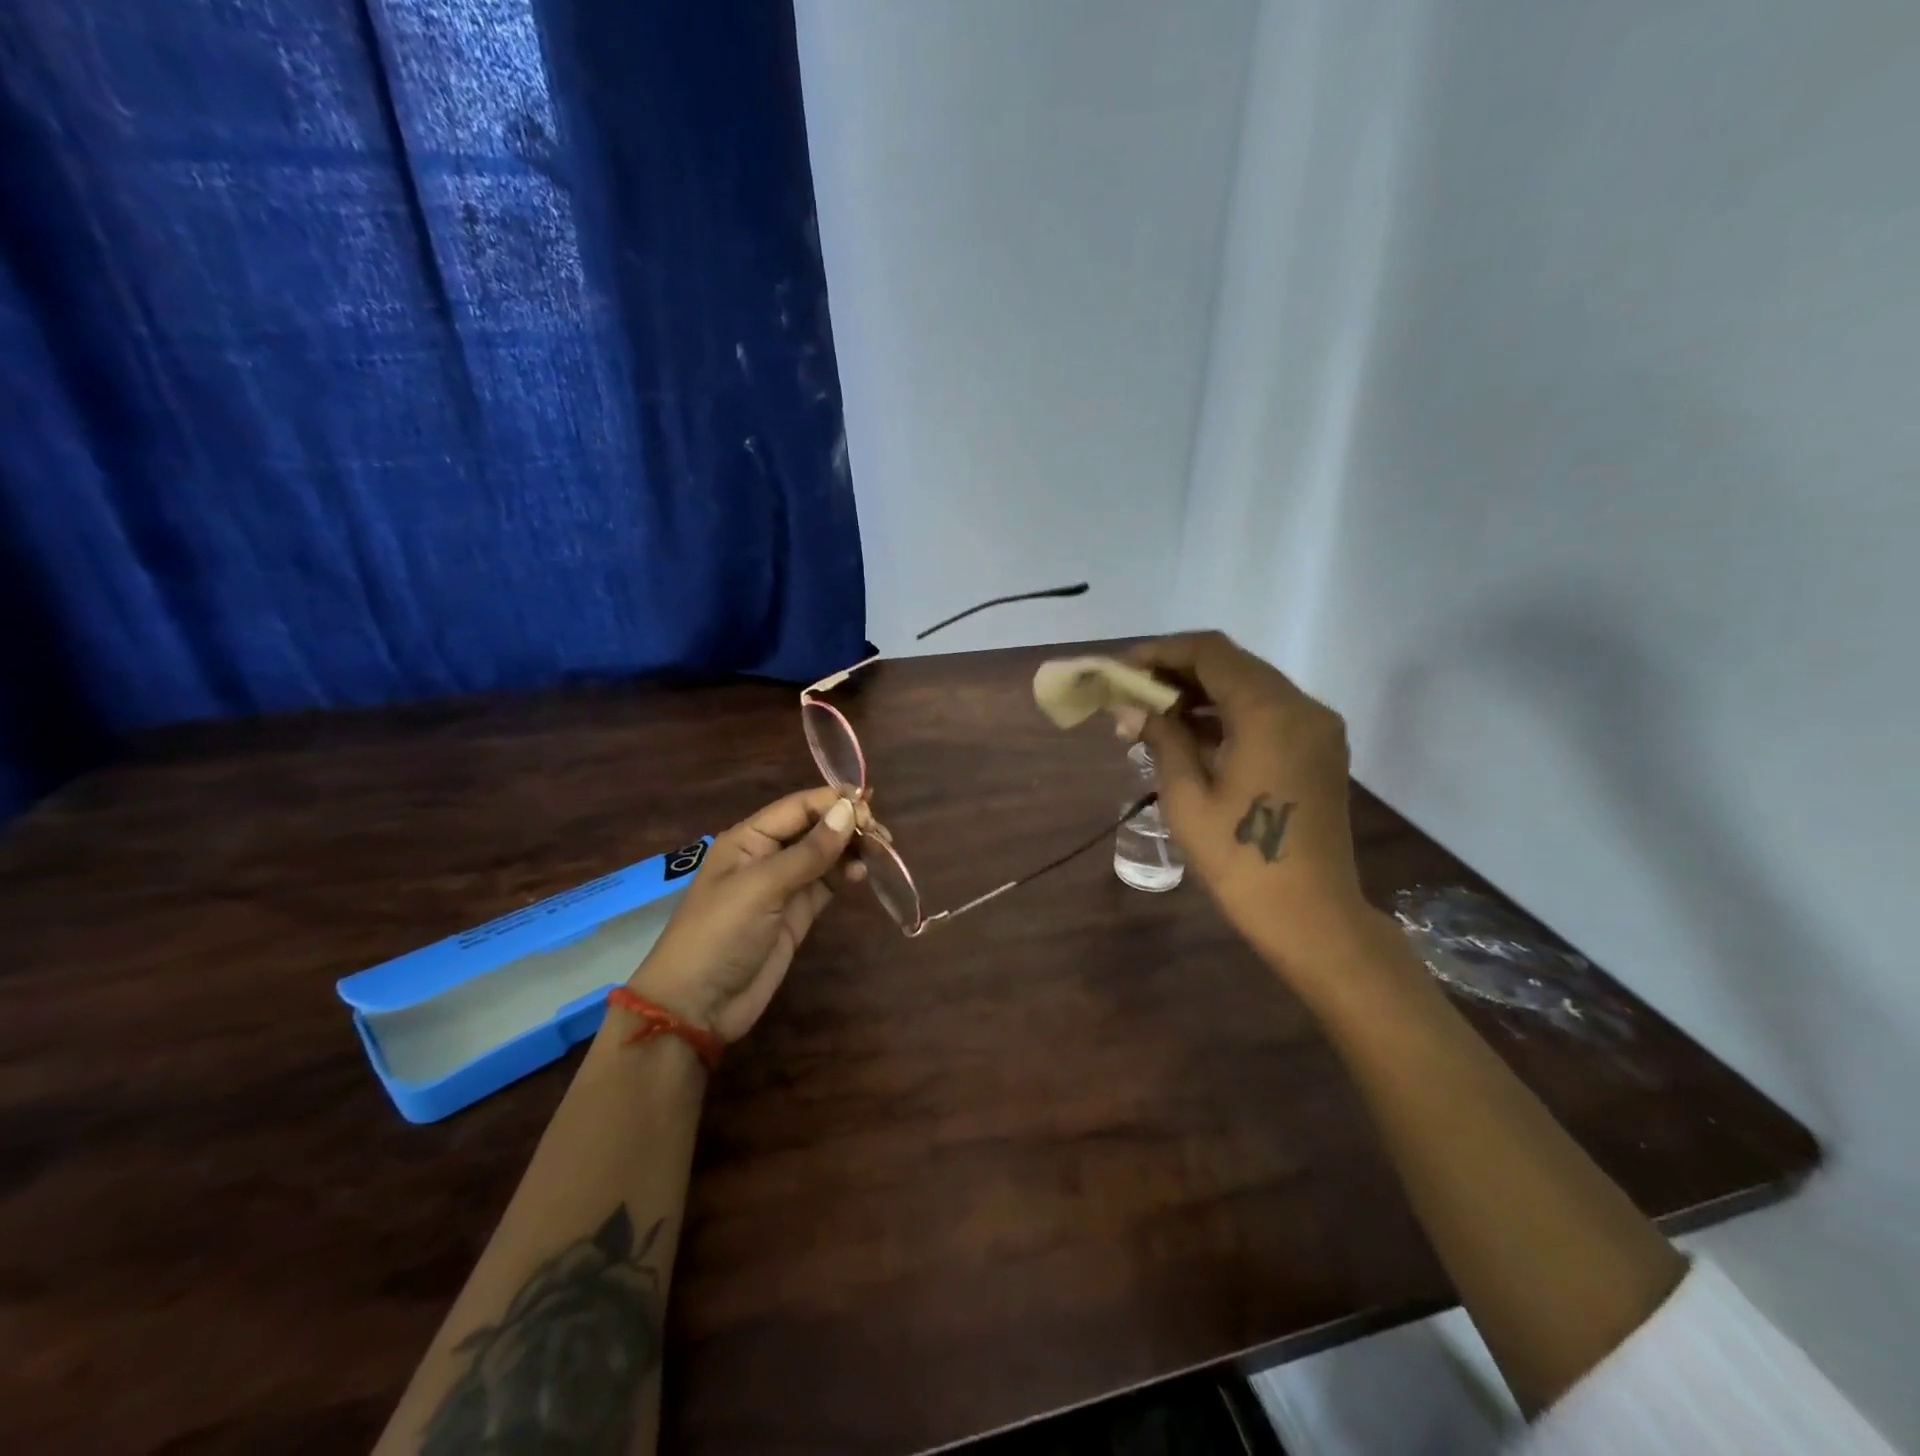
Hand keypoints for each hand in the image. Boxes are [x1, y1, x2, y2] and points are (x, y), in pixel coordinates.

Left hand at [625, 787, 859, 1043]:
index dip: (834, 802)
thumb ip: (808, 852)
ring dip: (852, 848)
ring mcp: (784, 886)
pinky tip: (862, 873)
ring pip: (825, 854)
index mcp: (749, 839)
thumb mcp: (761, 888)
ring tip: (880, 852)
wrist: (697, 1007)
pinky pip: (827, 883)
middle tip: (882, 836)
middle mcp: (768, 855)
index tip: (870, 808)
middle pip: (815, 826)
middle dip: (848, 824)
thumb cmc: (719, 935)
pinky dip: (846, 874)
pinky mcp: (798, 913)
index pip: (799, 806)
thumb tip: (850, 811)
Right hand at [1130, 632, 1374, 982]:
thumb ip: (1161, 739)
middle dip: (1179, 671)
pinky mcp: (1319, 749)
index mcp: (1269, 712)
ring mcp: (1316, 728)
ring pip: (1251, 686)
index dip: (1162, 652)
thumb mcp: (1187, 798)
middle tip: (1132, 691)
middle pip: (1233, 664)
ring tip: (1154, 714)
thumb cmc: (1240, 860)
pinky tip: (1192, 734)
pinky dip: (1229, 713)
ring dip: (1202, 692)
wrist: (1311, 916)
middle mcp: (1301, 706)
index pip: (1211, 653)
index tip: (1123, 668)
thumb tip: (1129, 707)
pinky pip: (1269, 712)